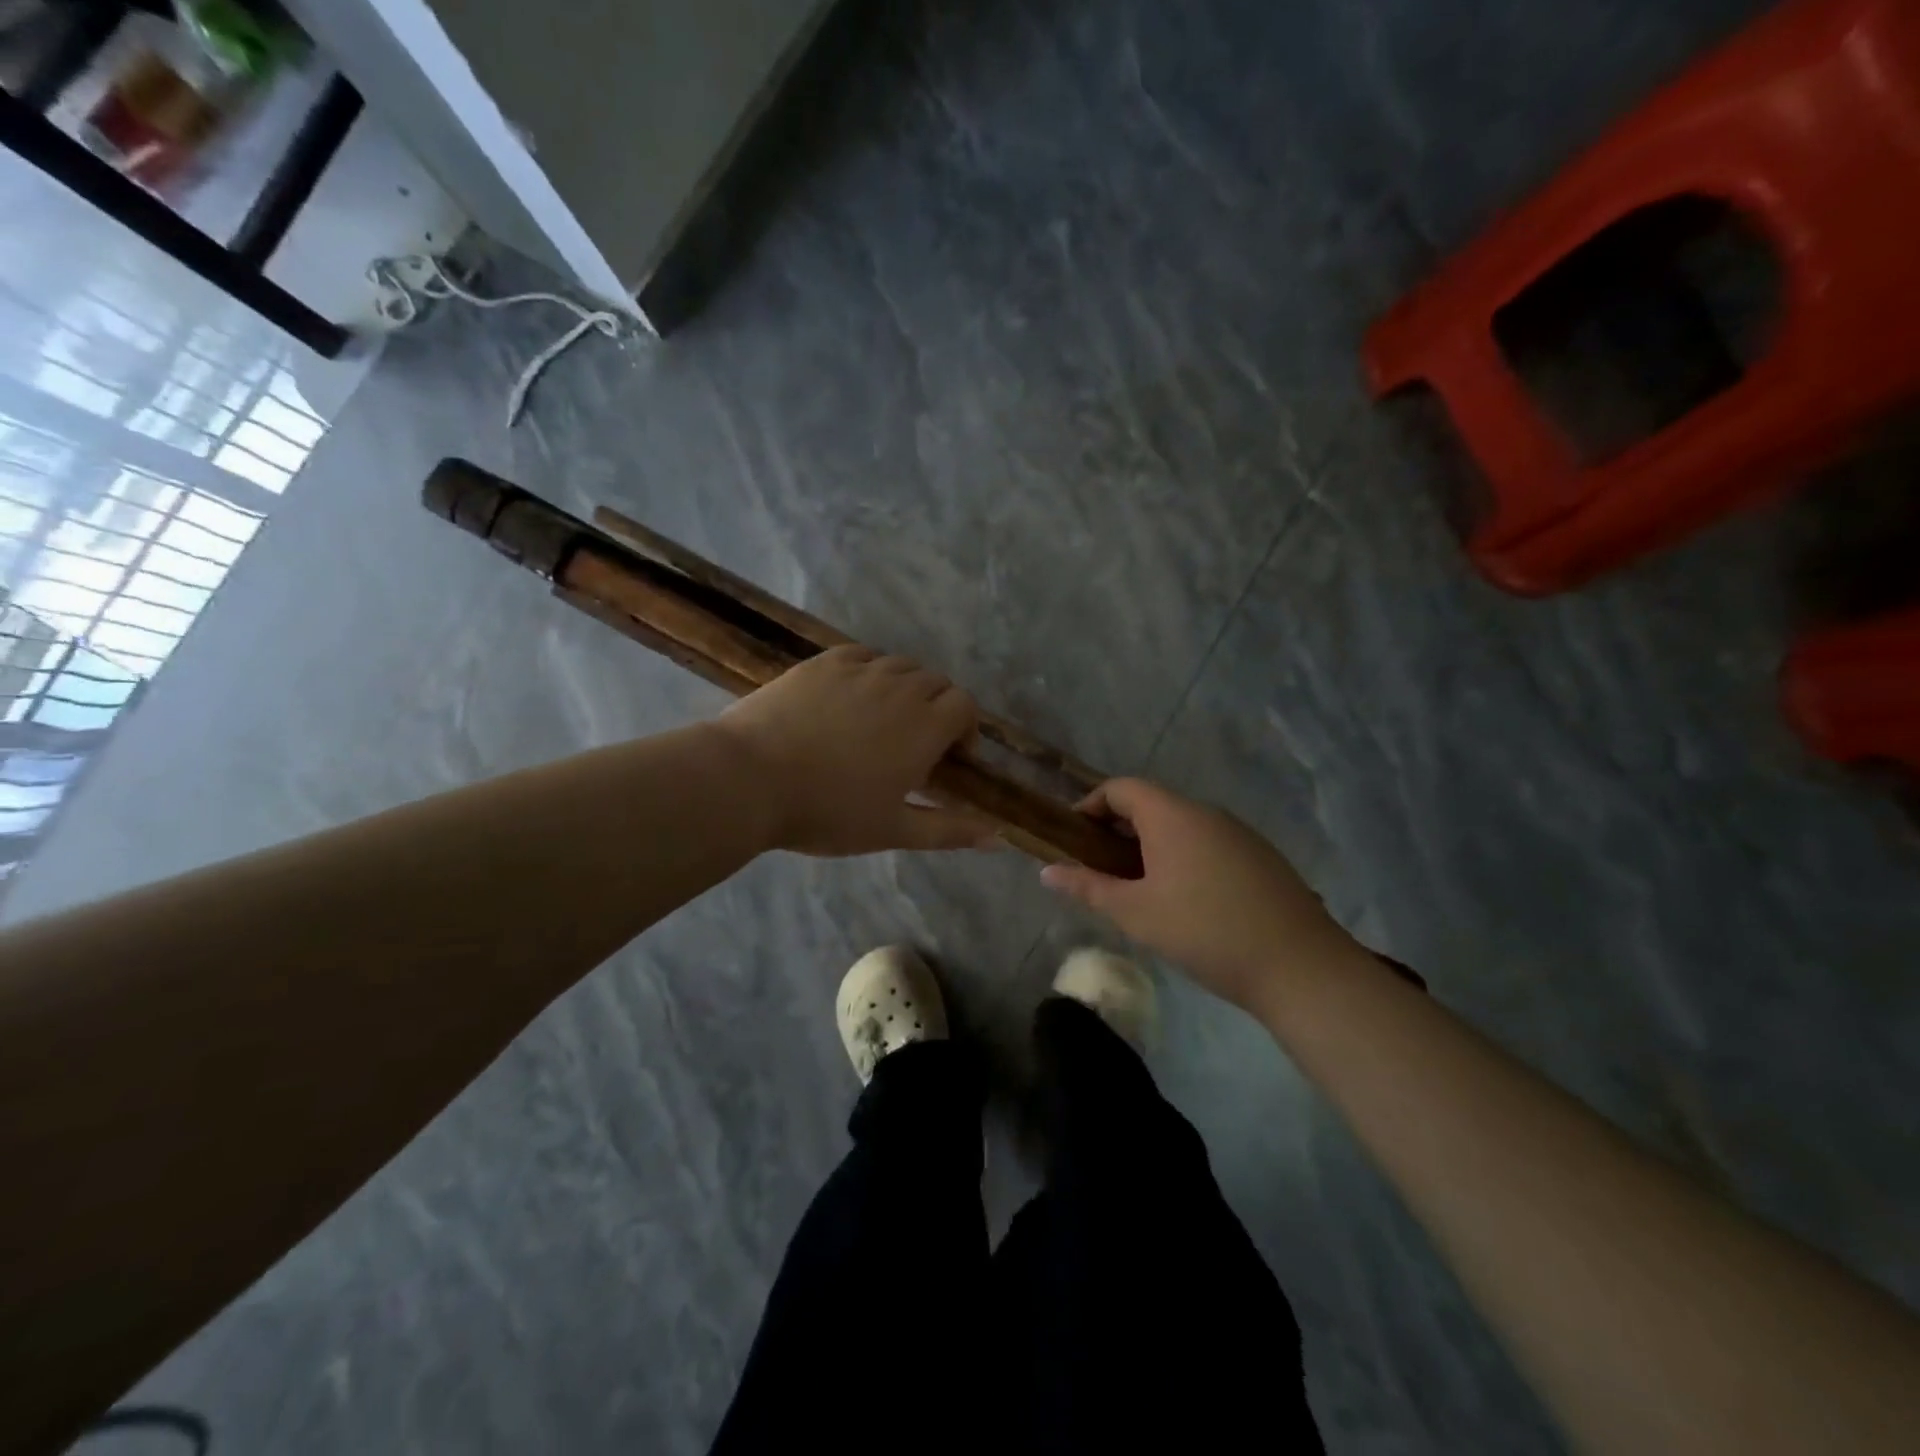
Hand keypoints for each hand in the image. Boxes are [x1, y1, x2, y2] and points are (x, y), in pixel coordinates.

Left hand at [715, 645, 996, 855]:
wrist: (749, 779)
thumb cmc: (827, 812)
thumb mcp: (893, 830)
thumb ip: (950, 830)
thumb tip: (1000, 839)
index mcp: (924, 726)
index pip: (965, 704)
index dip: (966, 728)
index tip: (950, 758)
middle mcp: (900, 687)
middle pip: (936, 682)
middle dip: (938, 708)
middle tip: (915, 745)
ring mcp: (859, 670)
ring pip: (900, 666)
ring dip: (906, 689)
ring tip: (883, 721)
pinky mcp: (823, 663)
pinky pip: (862, 656)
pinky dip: (871, 672)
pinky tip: (852, 697)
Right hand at [1041, 778, 1359, 1013]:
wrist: (1299, 966)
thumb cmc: (1203, 932)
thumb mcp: (1135, 913)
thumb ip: (1088, 888)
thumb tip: (1047, 872)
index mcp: (1172, 816)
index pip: (1121, 788)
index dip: (1091, 805)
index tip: (1074, 837)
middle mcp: (1206, 812)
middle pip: (1152, 804)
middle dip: (1119, 830)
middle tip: (1101, 869)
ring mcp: (1239, 833)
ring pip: (1182, 826)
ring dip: (1152, 846)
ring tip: (1140, 889)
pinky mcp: (1261, 856)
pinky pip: (1209, 843)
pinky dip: (1184, 857)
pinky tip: (1187, 901)